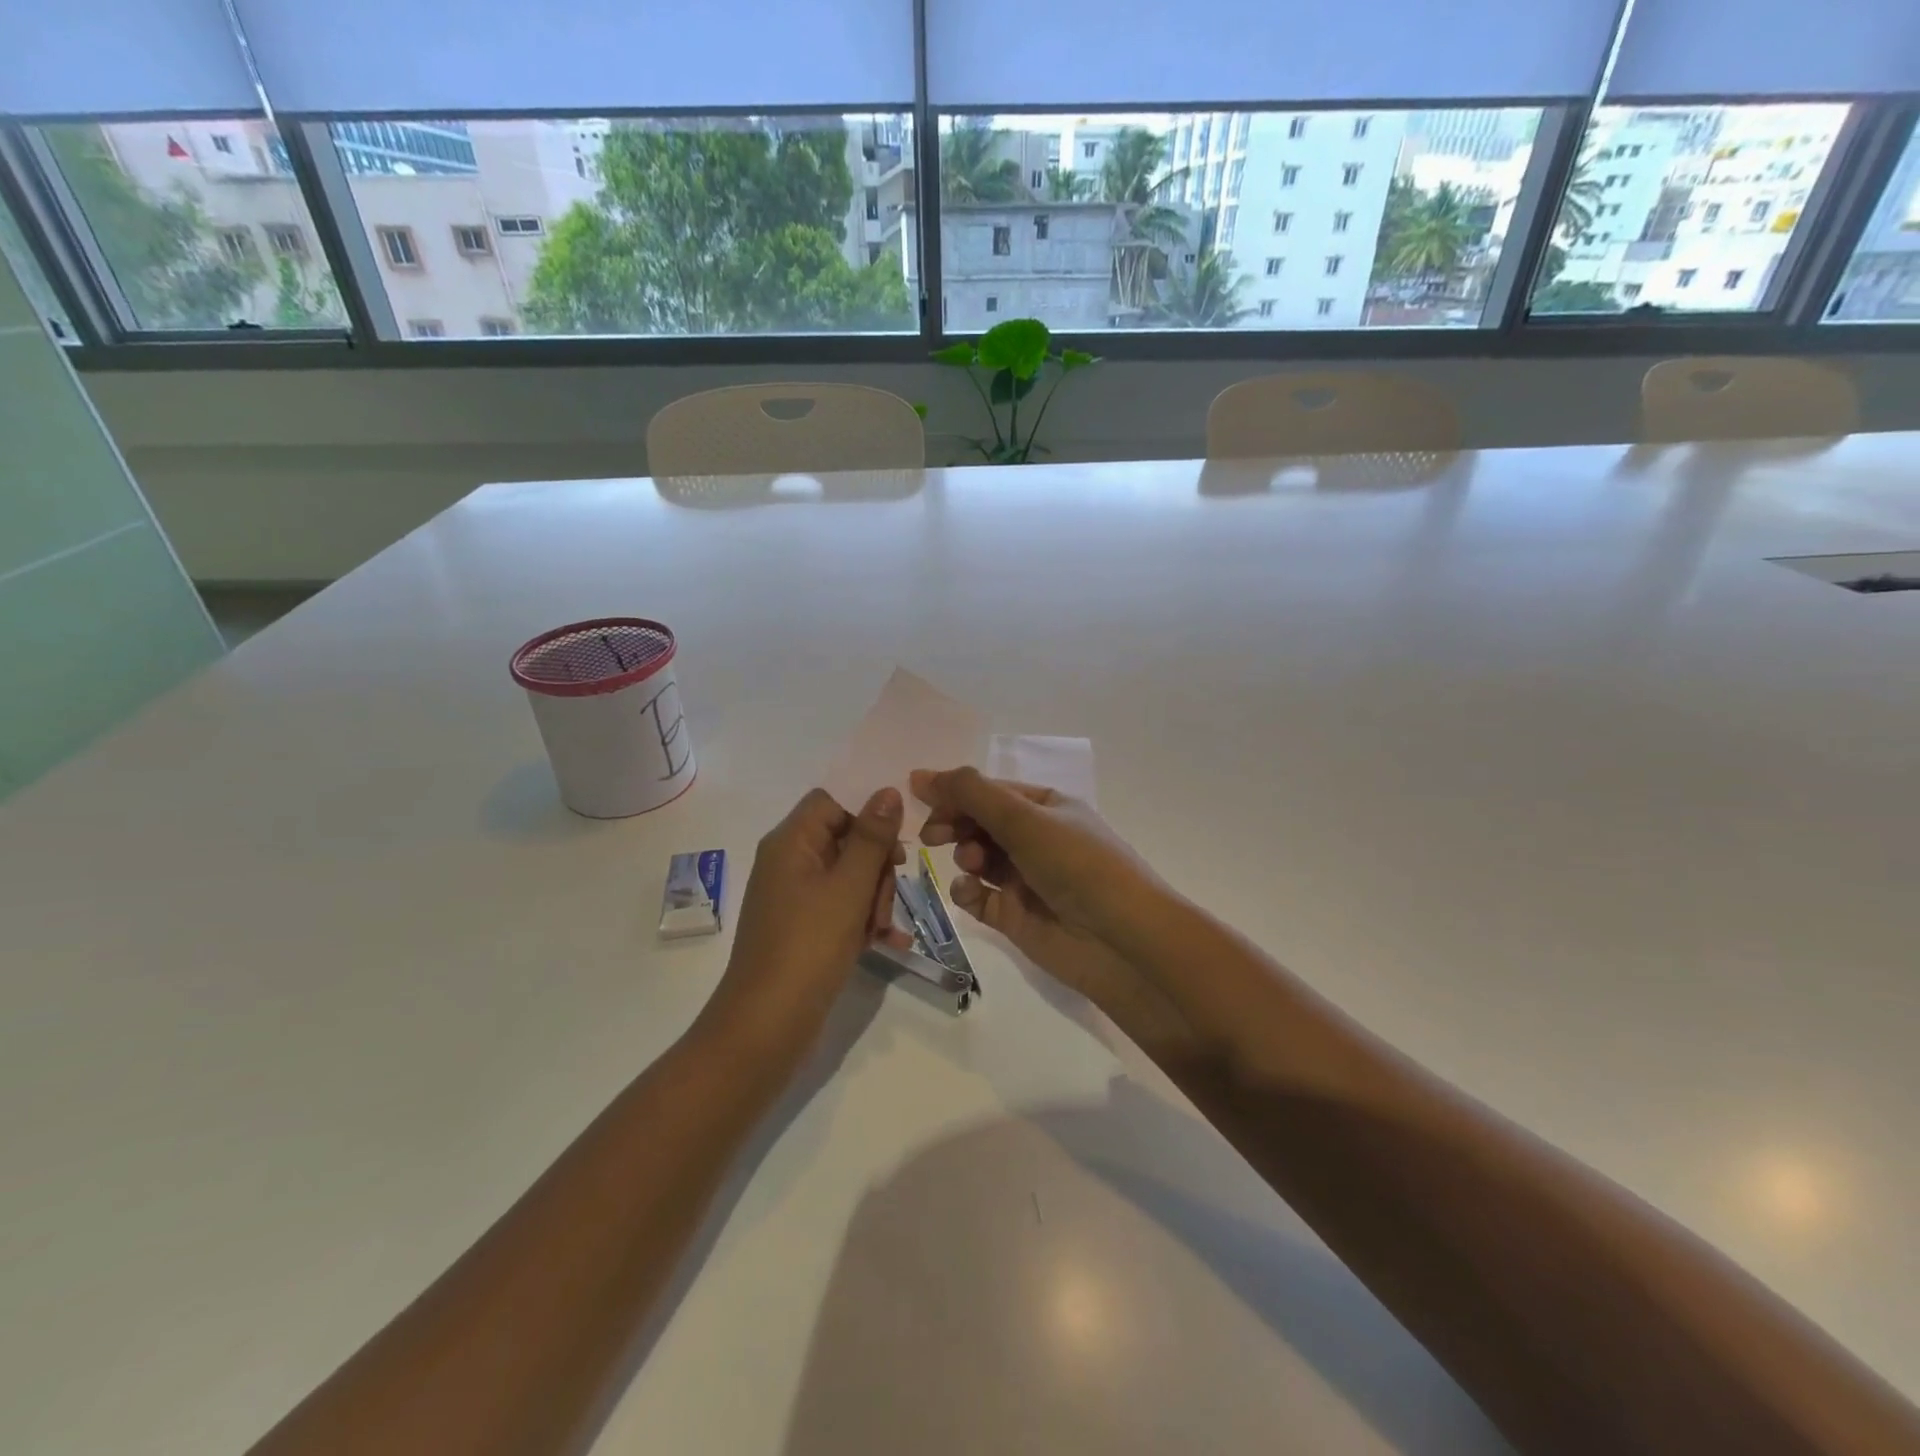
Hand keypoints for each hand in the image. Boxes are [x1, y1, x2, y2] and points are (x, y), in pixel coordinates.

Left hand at [702, 788, 907, 1059]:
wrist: (766, 1025)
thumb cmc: (809, 946)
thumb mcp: (849, 887)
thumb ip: (872, 838)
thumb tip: (887, 791)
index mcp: (790, 842)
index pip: (831, 802)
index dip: (865, 818)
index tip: (893, 848)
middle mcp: (787, 862)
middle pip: (844, 839)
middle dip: (875, 868)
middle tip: (884, 902)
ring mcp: (793, 897)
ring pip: (848, 876)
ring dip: (873, 898)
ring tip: (880, 932)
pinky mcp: (801, 927)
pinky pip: (840, 907)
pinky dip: (861, 920)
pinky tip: (886, 943)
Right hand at [911, 768, 1188, 1047]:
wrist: (1122, 941)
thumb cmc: (1077, 865)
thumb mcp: (1025, 819)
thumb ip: (971, 794)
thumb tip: (920, 774)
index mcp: (1046, 806)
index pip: (989, 791)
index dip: (954, 790)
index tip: (915, 793)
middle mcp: (1036, 839)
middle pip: (980, 823)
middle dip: (955, 823)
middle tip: (933, 835)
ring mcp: (1026, 879)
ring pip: (977, 859)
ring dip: (965, 855)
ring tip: (971, 864)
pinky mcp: (1016, 917)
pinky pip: (979, 897)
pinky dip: (968, 892)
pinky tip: (969, 893)